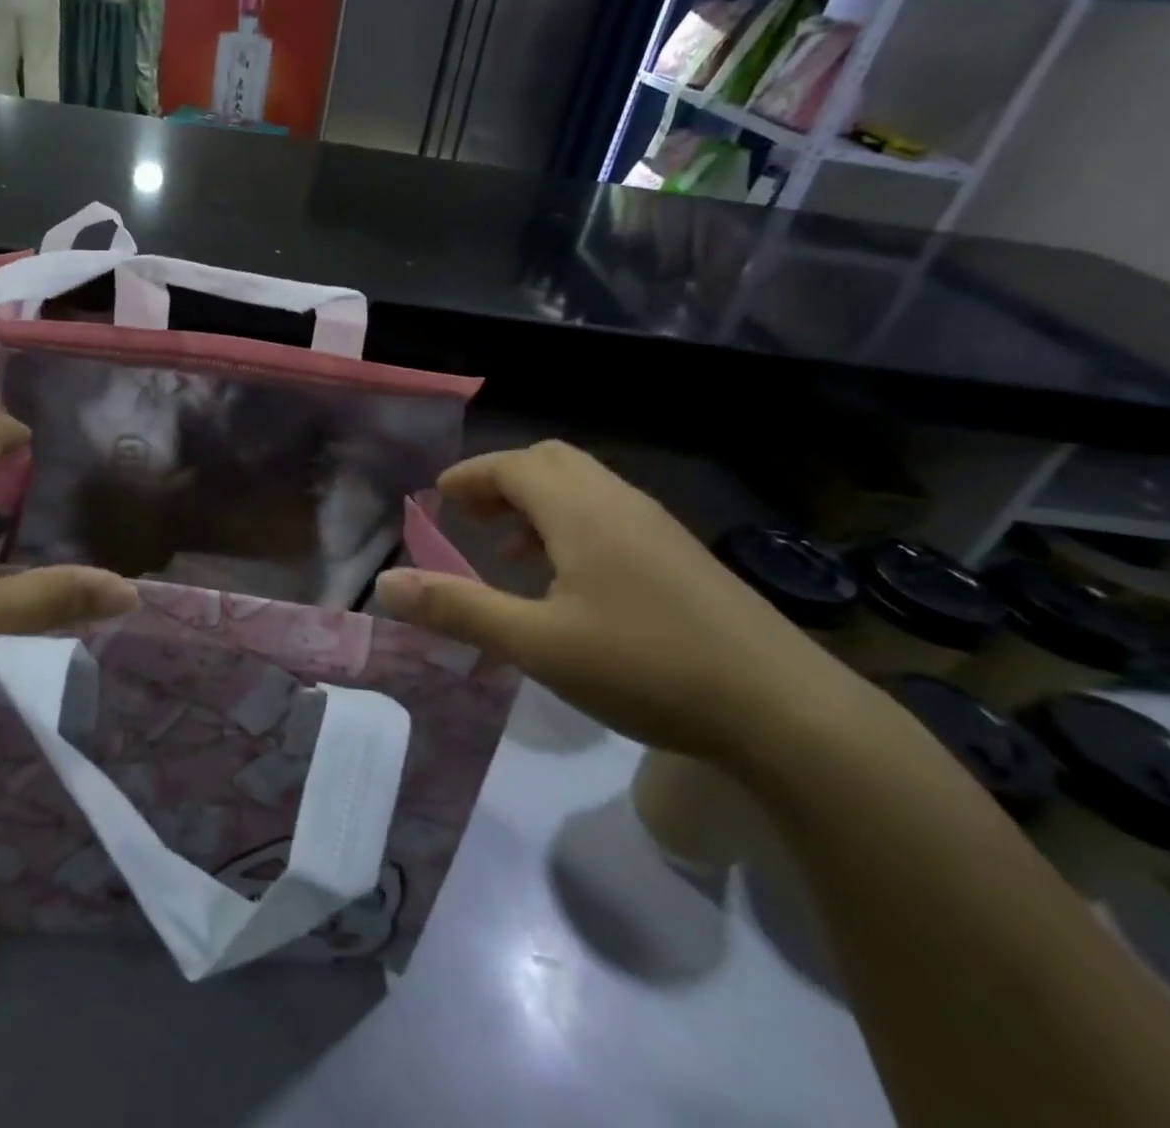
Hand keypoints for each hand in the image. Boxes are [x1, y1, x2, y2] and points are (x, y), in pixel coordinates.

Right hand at [375, 442, 865, 760]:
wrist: (783, 709)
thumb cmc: (646, 666)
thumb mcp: (537, 644)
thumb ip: (458, 609)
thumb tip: (386, 584)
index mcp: (580, 509)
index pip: (511, 465)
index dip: (468, 476)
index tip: (435, 499)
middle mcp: (618, 501)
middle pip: (549, 462)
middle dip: (501, 481)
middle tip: (470, 518)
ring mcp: (655, 525)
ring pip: (582, 487)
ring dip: (536, 504)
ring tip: (509, 552)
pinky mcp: (679, 553)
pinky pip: (608, 513)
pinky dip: (570, 524)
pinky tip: (569, 581)